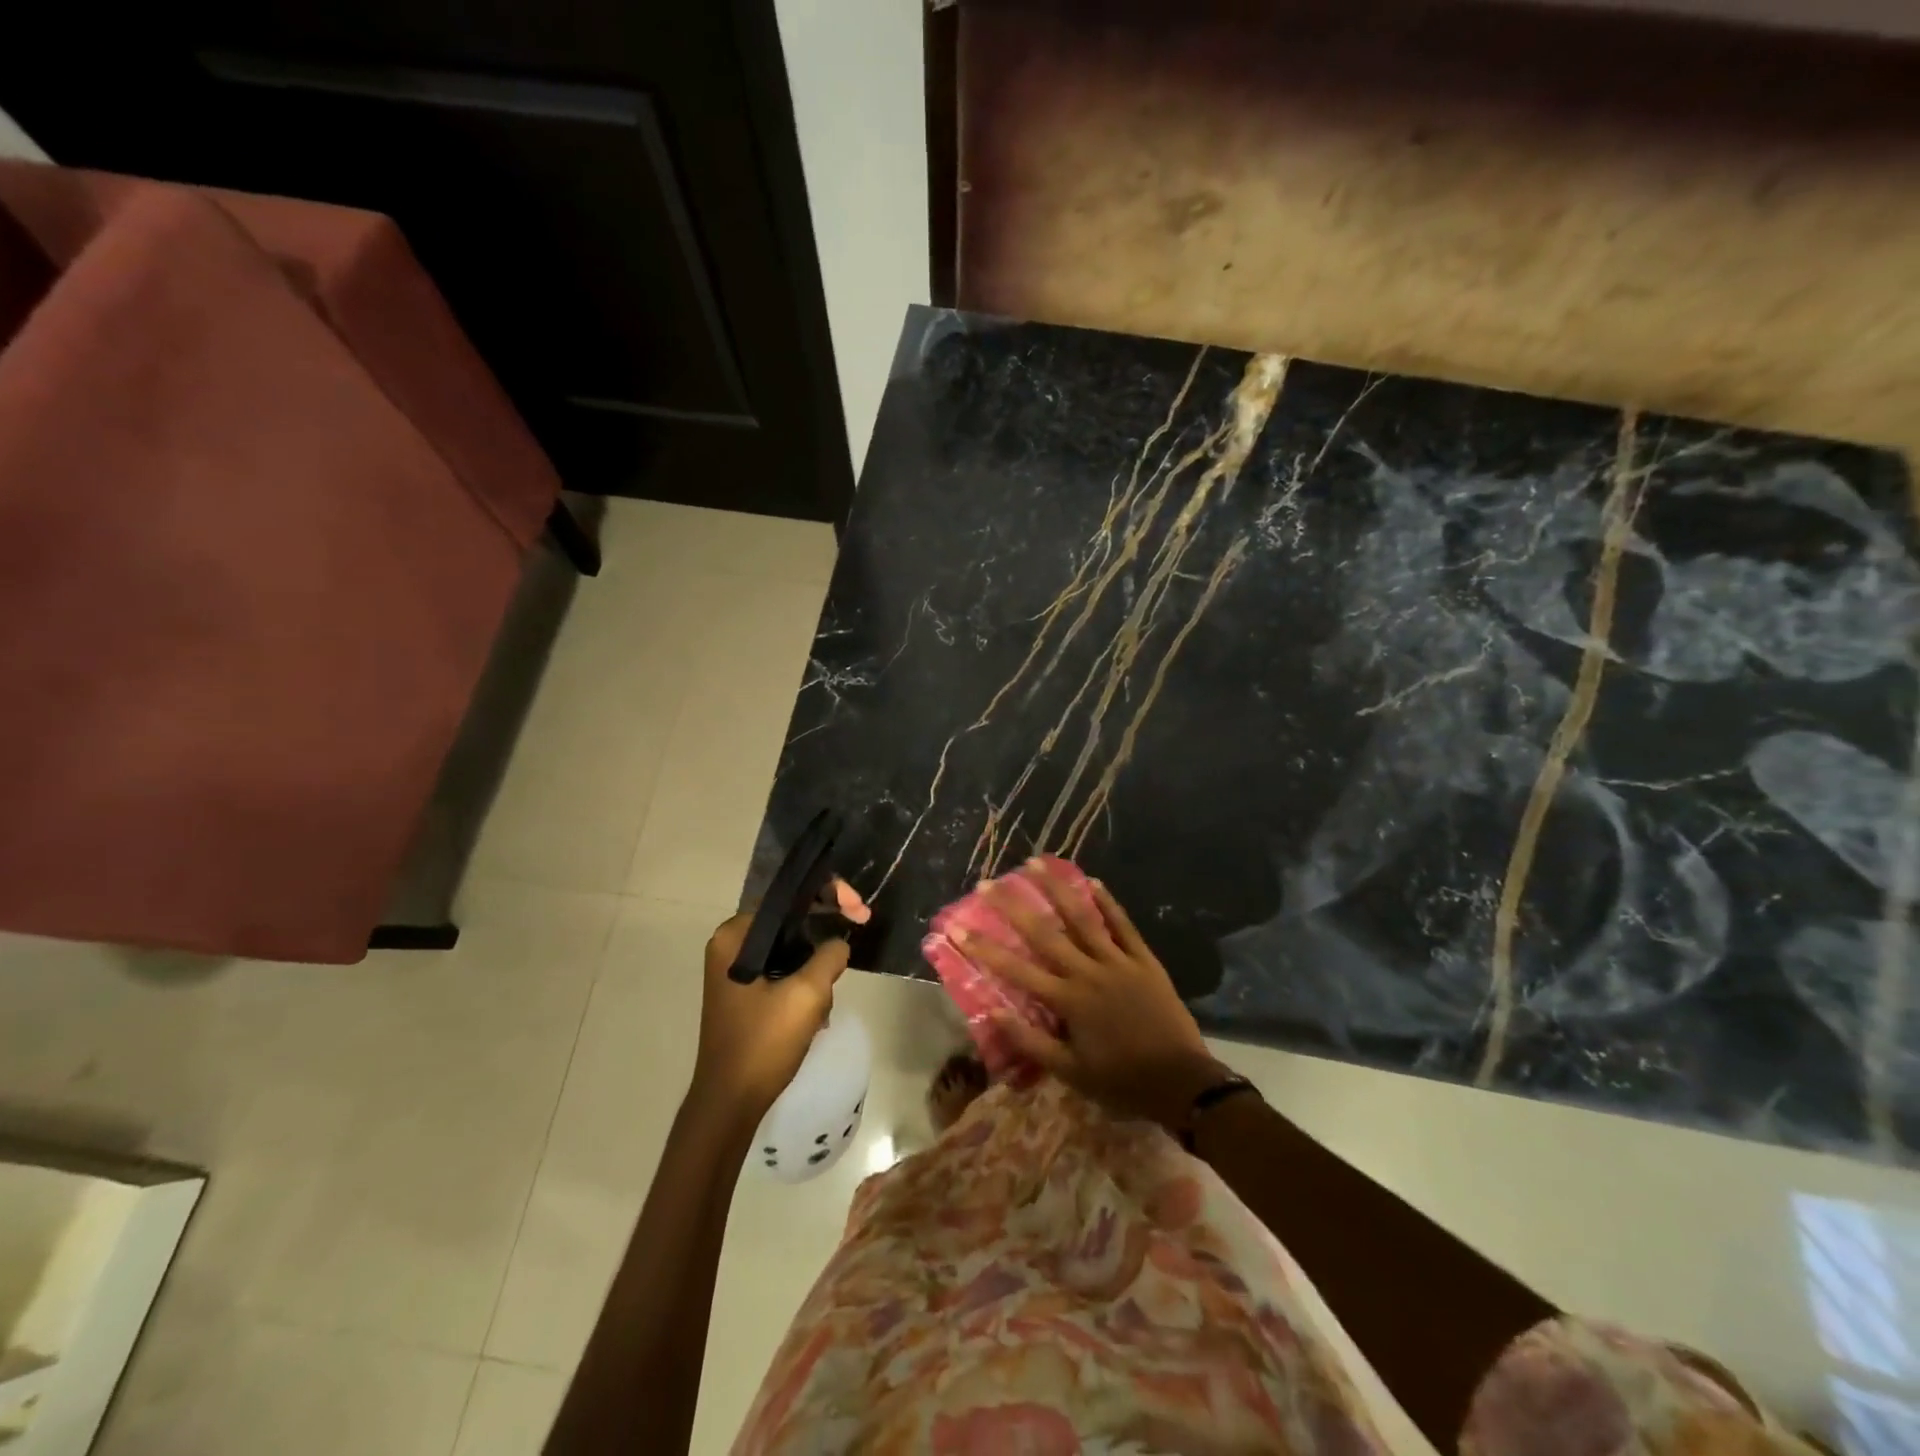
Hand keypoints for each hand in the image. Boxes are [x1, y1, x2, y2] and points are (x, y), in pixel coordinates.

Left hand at [690, 907, 849, 1127]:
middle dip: (826, 930)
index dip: (830, 895)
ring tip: (829, 996)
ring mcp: (736, 970)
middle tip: (859, 931)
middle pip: (791, 918)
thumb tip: (839, 944)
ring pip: (791, 946)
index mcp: (736, 935)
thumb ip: (830, 956)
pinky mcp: (744, 992)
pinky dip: (805, 981)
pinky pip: (783, 969)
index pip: (789, 896)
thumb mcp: (807, 994)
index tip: (860, 912)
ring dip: (817, 964)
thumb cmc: (763, 1044)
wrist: (730, 1104)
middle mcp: (731, 944)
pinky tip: (817, 1010)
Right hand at [958, 864, 1225, 1129]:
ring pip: (1082, 918)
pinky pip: (1123, 925)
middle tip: (988, 883)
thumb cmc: (1121, 1080)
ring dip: (1057, 889)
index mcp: (1068, 1000)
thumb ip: (1032, 1042)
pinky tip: (1092, 881)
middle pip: (1044, 933)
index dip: (984, 948)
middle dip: (1012, 907)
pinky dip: (1107, 902)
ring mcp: (1118, 961)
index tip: (957, 928)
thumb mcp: (1071, 1073)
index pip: (1016, 970)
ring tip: (1036, 863)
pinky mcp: (1144, 960)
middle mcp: (1088, 972)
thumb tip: (993, 1014)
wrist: (1182, 1082)